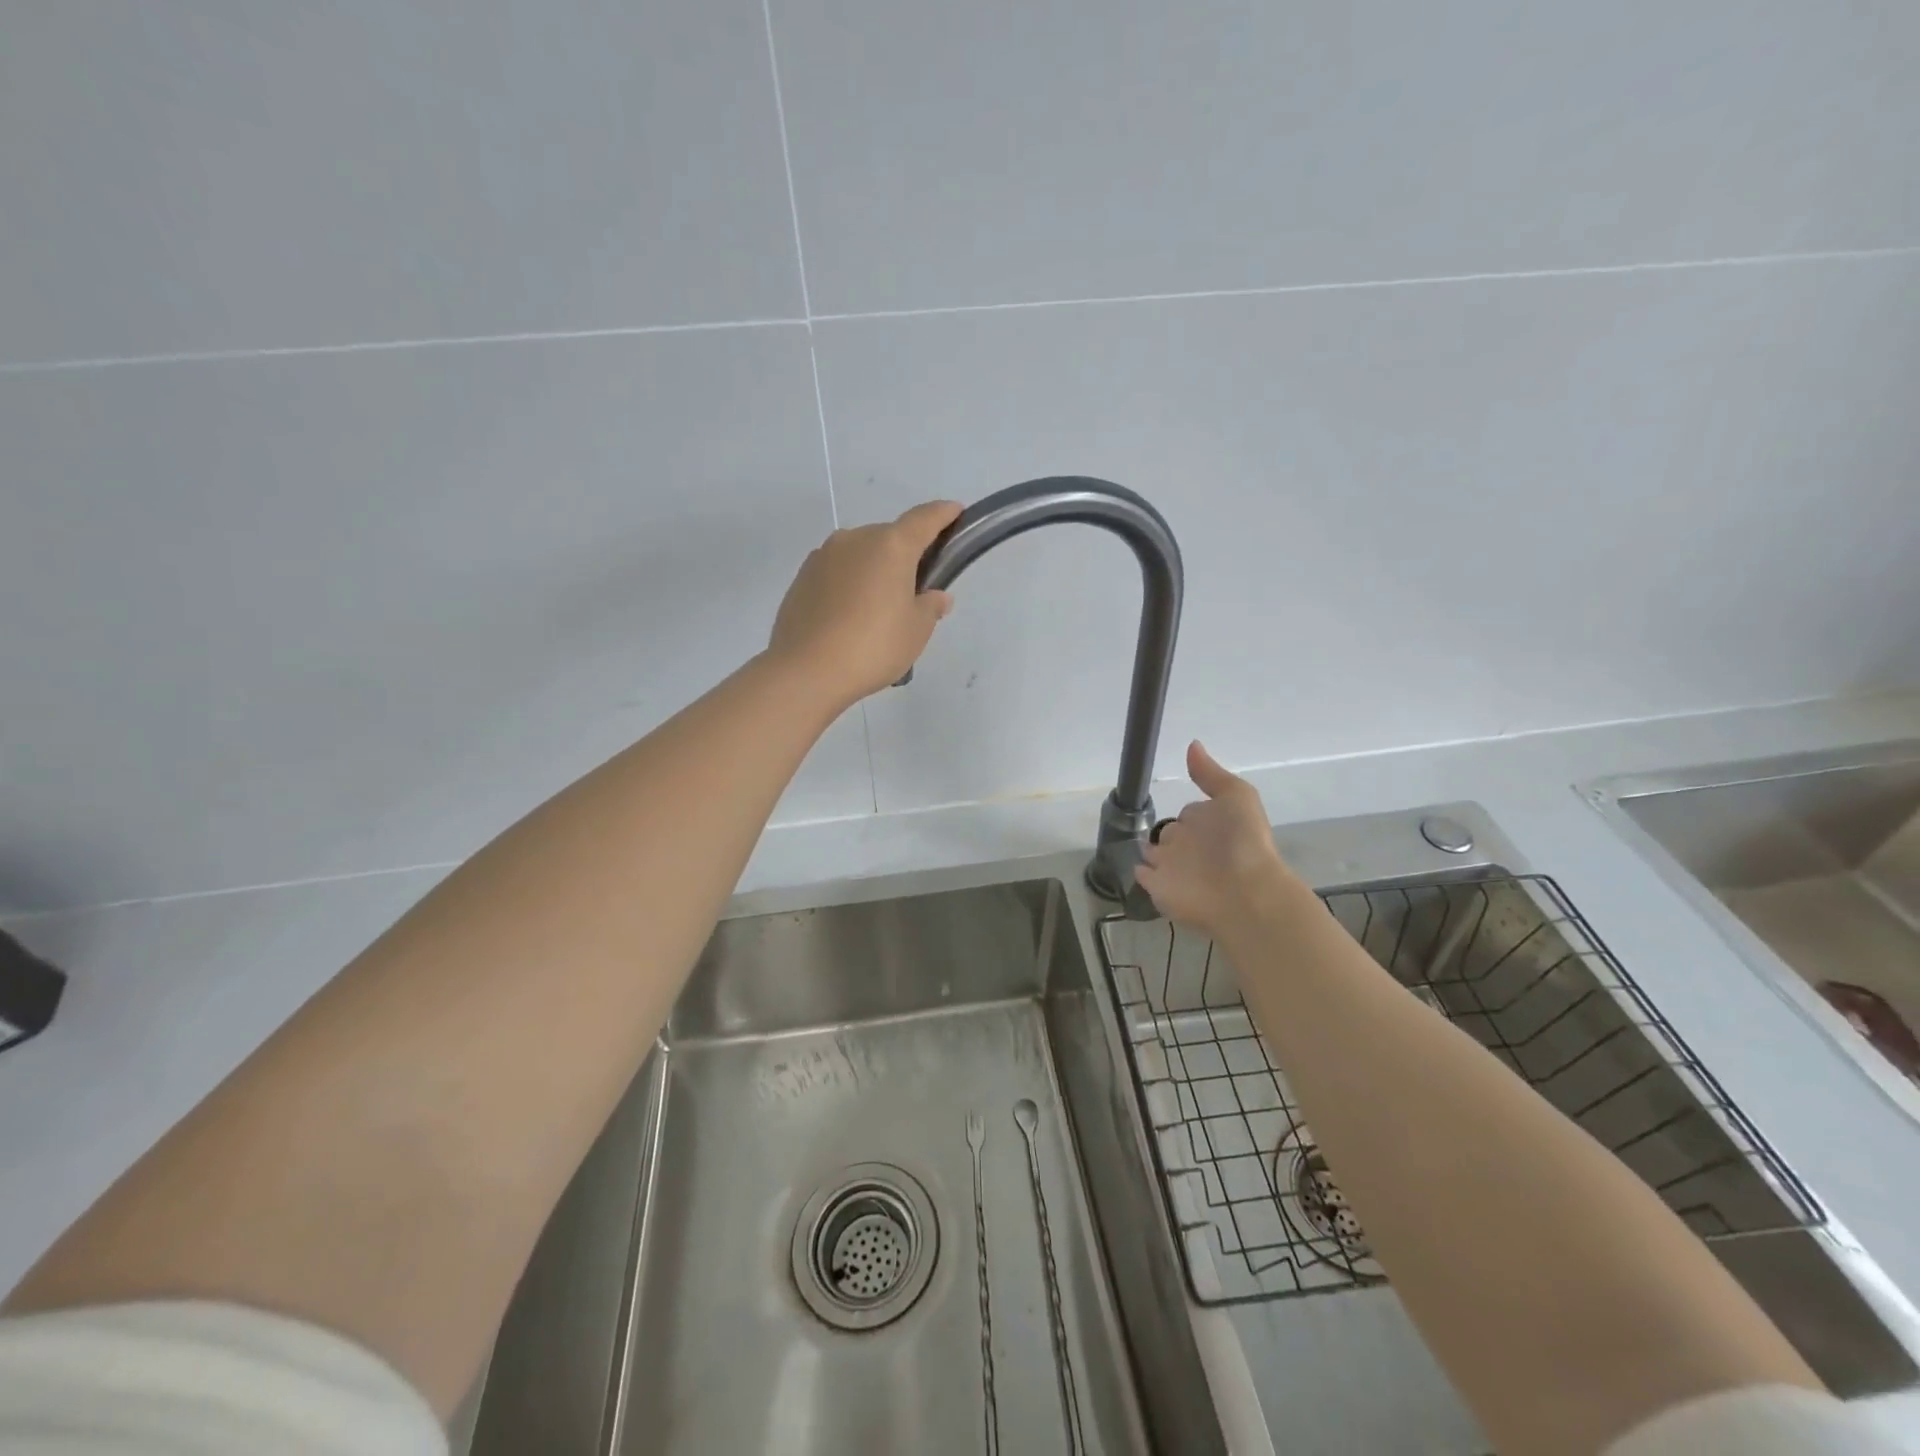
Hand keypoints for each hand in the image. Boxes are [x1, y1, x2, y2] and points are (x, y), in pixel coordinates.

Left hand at [768, 501, 962, 705]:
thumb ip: (930, 606)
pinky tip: (851, 616)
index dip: (943, 514)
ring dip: (874, 571)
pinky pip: (837, 573)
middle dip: (905, 556)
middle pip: (889, 538)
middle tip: (915, 589)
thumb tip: (935, 596)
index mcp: (891, 546)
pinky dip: (850, 585)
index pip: (924, 519)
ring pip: (860, 555)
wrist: (806, 670)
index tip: (955, 511)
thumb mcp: (916, 631)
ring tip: (879, 609)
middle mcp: (855, 540)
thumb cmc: (873, 647)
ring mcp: (823, 556)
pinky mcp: (802, 578)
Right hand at [1136, 741, 1304, 940]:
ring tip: (1140, 846)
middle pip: (1171, 833)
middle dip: (1168, 833)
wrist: (1245, 892)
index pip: (1189, 814)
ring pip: (1154, 854)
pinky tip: (1138, 865)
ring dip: (1150, 851)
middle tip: (1163, 834)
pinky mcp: (1159, 888)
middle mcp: (1192, 845)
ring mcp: (1174, 867)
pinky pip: (1142, 875)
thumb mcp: (1235, 796)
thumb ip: (1210, 774)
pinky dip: (1140, 870)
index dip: (1189, 814)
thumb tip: (1192, 745)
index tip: (1186, 814)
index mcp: (1209, 821)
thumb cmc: (1242, 840)